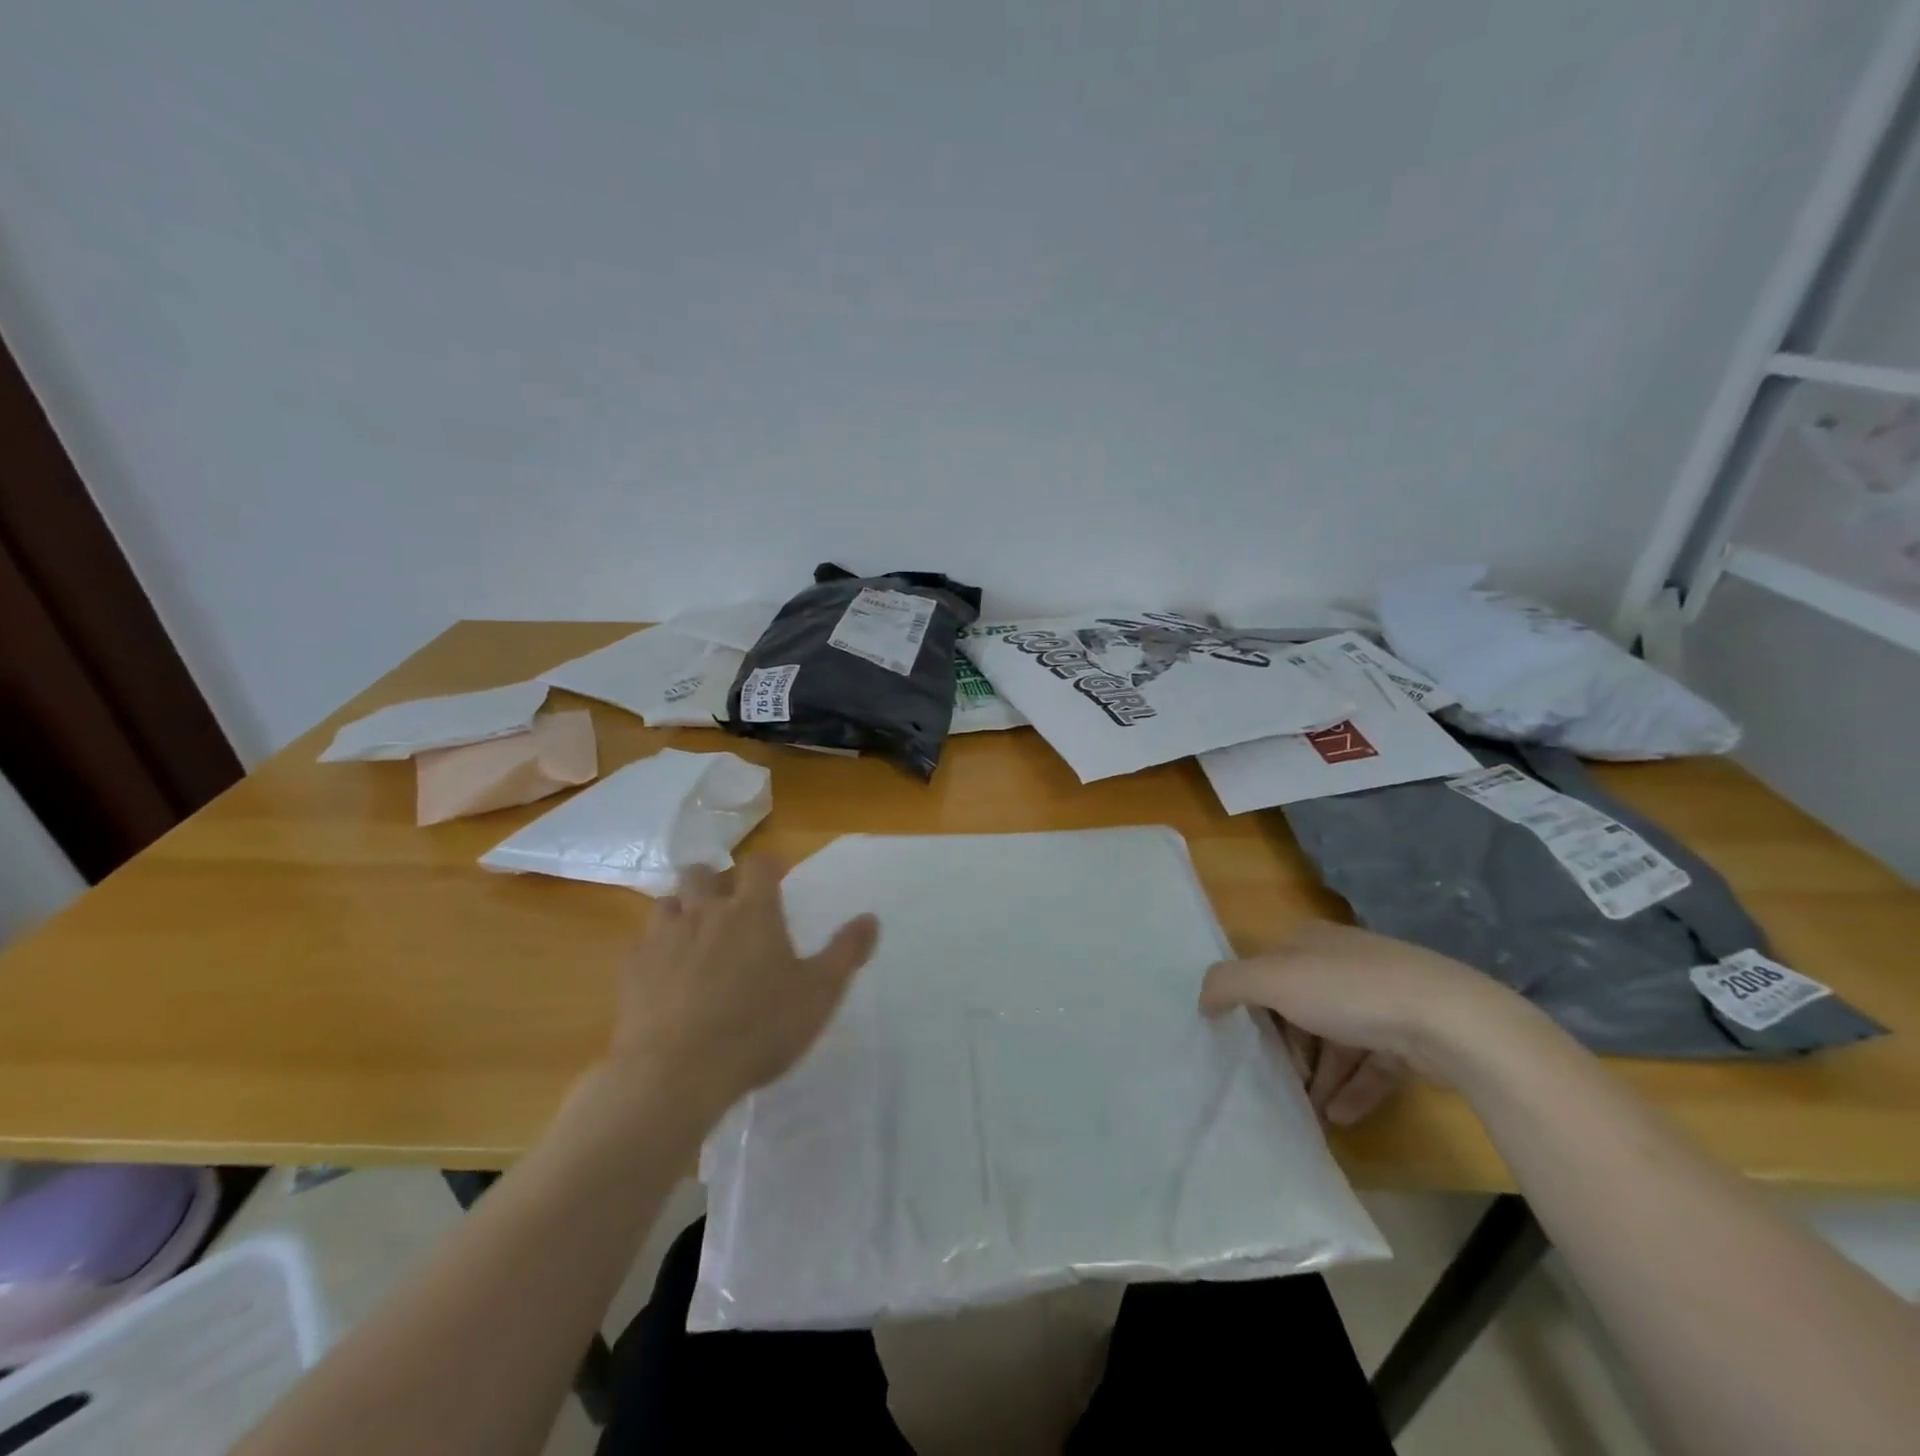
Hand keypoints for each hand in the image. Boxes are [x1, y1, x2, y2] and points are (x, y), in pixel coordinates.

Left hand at [604, 858, 878, 1116]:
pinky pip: (639, 944)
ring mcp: (662, 938)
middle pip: (701, 872)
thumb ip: (845, 952)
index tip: (778, 877)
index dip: (769, 866)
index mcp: (752, 911)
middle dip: (715, 879)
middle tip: (729, 903)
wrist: (676, 1074)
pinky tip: (663, 975)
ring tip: (693, 934)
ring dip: (681, 910)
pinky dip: (654, 949)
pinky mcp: (630, 970)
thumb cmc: (759, 1028)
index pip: (759, 865)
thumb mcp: (819, 994)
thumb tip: (870, 918)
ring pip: (666, 902)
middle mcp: (704, 912)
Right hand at [1200, 921, 1541, 1110]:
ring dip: (1320, 1076)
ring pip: (1338, 1039)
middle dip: (1289, 1047)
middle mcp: (1346, 963)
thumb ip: (1228, 983)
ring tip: (1309, 1112)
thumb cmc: (1352, 992)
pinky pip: (1373, 1065)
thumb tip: (1204, 1000)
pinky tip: (1341, 1118)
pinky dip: (1354, 1090)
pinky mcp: (1413, 1036)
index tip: (1245, 1040)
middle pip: (1302, 1006)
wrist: (1453, 1022)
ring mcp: (1384, 999)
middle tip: (1278, 1080)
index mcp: (1312, 942)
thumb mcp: (1274, 980)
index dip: (1254, 1002)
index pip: (1270, 968)